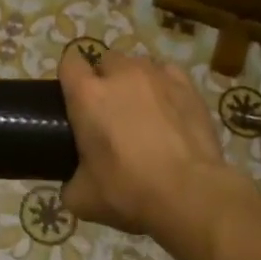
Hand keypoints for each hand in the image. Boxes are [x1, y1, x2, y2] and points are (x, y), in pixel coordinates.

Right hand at [59, 49, 239, 244]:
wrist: (191, 194)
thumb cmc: (129, 191)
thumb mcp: (82, 198)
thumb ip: (70, 183)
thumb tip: (72, 184)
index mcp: (87, 96)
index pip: (69, 63)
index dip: (70, 78)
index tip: (73, 98)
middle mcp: (120, 75)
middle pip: (105, 60)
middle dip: (104, 79)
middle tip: (108, 112)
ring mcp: (157, 77)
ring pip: (138, 65)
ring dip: (135, 82)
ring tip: (142, 110)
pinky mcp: (188, 87)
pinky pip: (168, 74)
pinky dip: (164, 86)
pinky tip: (168, 108)